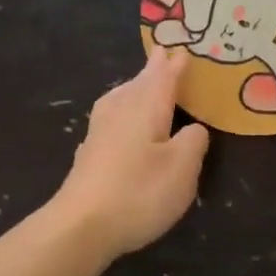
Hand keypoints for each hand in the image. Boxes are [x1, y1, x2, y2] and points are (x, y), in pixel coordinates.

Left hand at [53, 50, 209, 258]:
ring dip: (133, 86)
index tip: (182, 49)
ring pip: (119, 99)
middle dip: (153, 71)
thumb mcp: (182, 168)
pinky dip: (119, 108)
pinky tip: (116, 120)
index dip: (174, 66)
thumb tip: (194, 127)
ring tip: (140, 82)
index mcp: (146, 110)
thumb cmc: (139, 192)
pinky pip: (108, 117)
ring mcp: (99, 134)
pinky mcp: (88, 155)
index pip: (164, 80)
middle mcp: (120, 114)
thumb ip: (194, 141)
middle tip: (162, 55)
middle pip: (139, 85)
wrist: (81, 226)